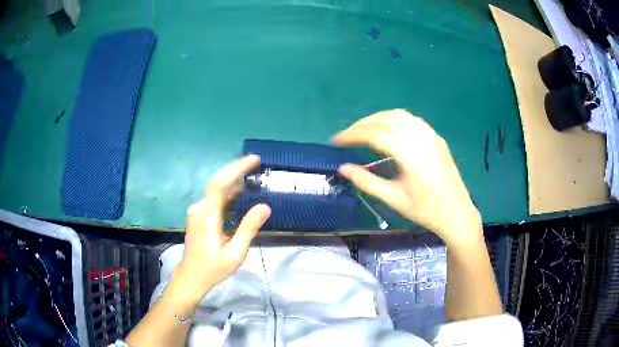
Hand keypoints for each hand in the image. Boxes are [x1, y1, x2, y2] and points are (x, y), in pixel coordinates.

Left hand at [174, 155, 270, 303]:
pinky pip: (214, 199)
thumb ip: (248, 228)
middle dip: (237, 170)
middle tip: (257, 164)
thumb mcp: (235, 253)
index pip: (221, 184)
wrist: (191, 276)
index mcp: (207, 215)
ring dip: (234, 182)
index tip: (254, 159)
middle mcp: (199, 208)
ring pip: (216, 190)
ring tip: (254, 177)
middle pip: (218, 182)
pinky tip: (241, 194)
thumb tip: (265, 206)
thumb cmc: (213, 268)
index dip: (237, 168)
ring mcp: (197, 211)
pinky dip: (228, 194)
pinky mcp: (198, 215)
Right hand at [333, 109, 481, 245]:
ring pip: (399, 115)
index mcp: (410, 154)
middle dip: (363, 124)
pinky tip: (388, 130)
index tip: (337, 141)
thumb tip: (343, 169)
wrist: (456, 213)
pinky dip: (394, 120)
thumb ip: (367, 182)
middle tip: (348, 135)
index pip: (375, 134)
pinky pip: (412, 120)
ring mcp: (431, 136)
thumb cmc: (425, 210)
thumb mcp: (394, 199)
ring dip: (378, 118)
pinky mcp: (436, 138)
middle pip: (386, 119)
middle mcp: (421, 138)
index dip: (353, 135)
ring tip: (364, 130)